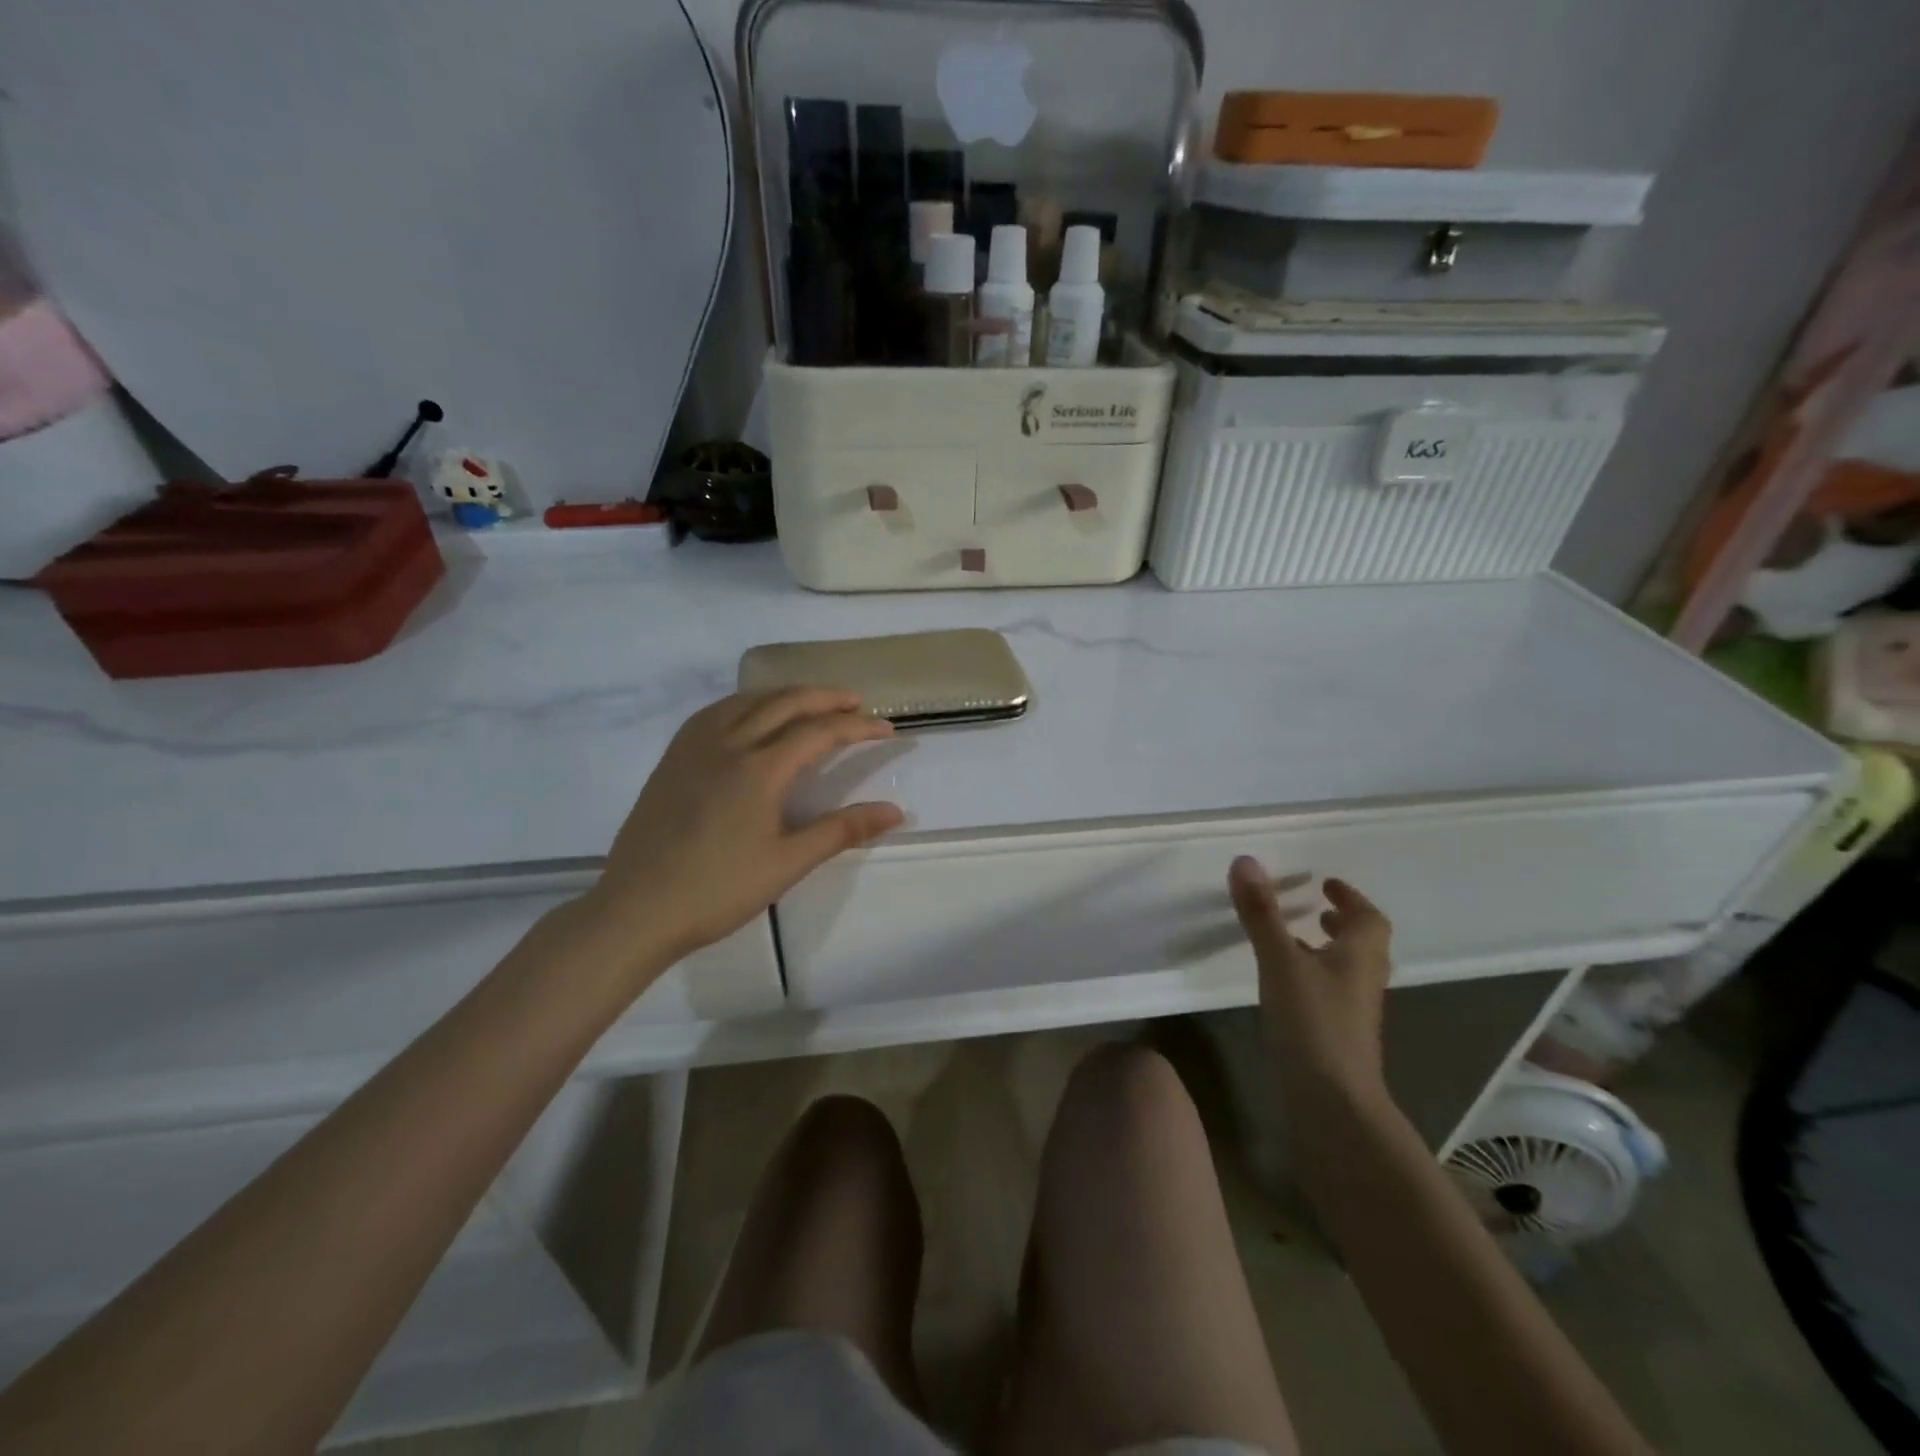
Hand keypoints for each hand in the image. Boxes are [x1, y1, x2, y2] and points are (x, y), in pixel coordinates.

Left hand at [582, 689, 903, 975]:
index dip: (857, 727)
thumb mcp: (787, 863)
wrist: (637, 909)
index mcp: (759, 769)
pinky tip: (750, 717)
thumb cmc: (718, 890)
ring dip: (786, 696)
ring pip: (747, 701)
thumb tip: (895, 812)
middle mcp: (727, 744)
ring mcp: (694, 748)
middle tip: (856, 703)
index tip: (887, 729)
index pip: (819, 732)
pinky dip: (746, 704)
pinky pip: (715, 713)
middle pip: (784, 703)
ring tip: (811, 704)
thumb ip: (842, 830)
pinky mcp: (672, 759)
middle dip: (825, 698)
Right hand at [1229, 858, 1393, 1098]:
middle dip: (1340, 923)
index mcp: (1361, 955)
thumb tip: (1245, 860)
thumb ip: (1261, 913)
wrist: (1333, 1101)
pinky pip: (1330, 991)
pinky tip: (1285, 984)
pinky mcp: (1338, 1035)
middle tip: (1313, 909)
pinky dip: (1314, 976)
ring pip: (1346, 969)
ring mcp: (1353, 1011)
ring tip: (1293, 940)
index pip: (1368, 918)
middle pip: (1362, 943)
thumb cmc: (1313, 1021)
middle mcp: (1364, 979)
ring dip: (1326, 949)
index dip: (1350, 898)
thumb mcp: (1280, 959)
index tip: (1326, 884)